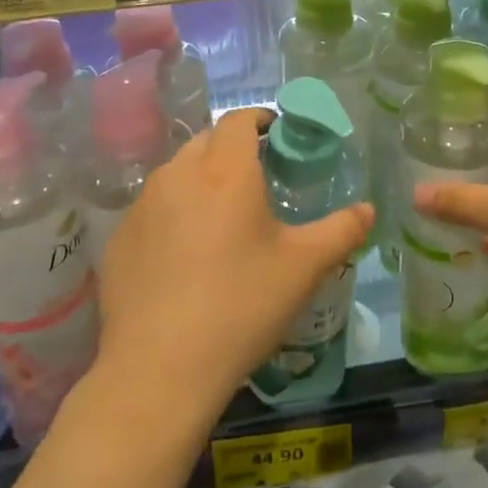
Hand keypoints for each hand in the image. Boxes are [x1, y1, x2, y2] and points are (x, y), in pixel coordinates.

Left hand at [97, 108, 371, 415]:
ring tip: (220, 217)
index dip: (258, 118)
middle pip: (205, 141)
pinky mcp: (119, 239)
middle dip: (230, 148)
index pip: (238, 120)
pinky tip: (183, 256)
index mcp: (226, 172)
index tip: (275, 133)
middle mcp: (179, 175)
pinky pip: (152, 209)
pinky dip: (171, 214)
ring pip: (176, 173)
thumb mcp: (303, 268)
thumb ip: (341, 231)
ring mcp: (142, 206)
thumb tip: (368, 209)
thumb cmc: (241, 306)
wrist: (159, 369)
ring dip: (200, 180)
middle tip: (255, 179)